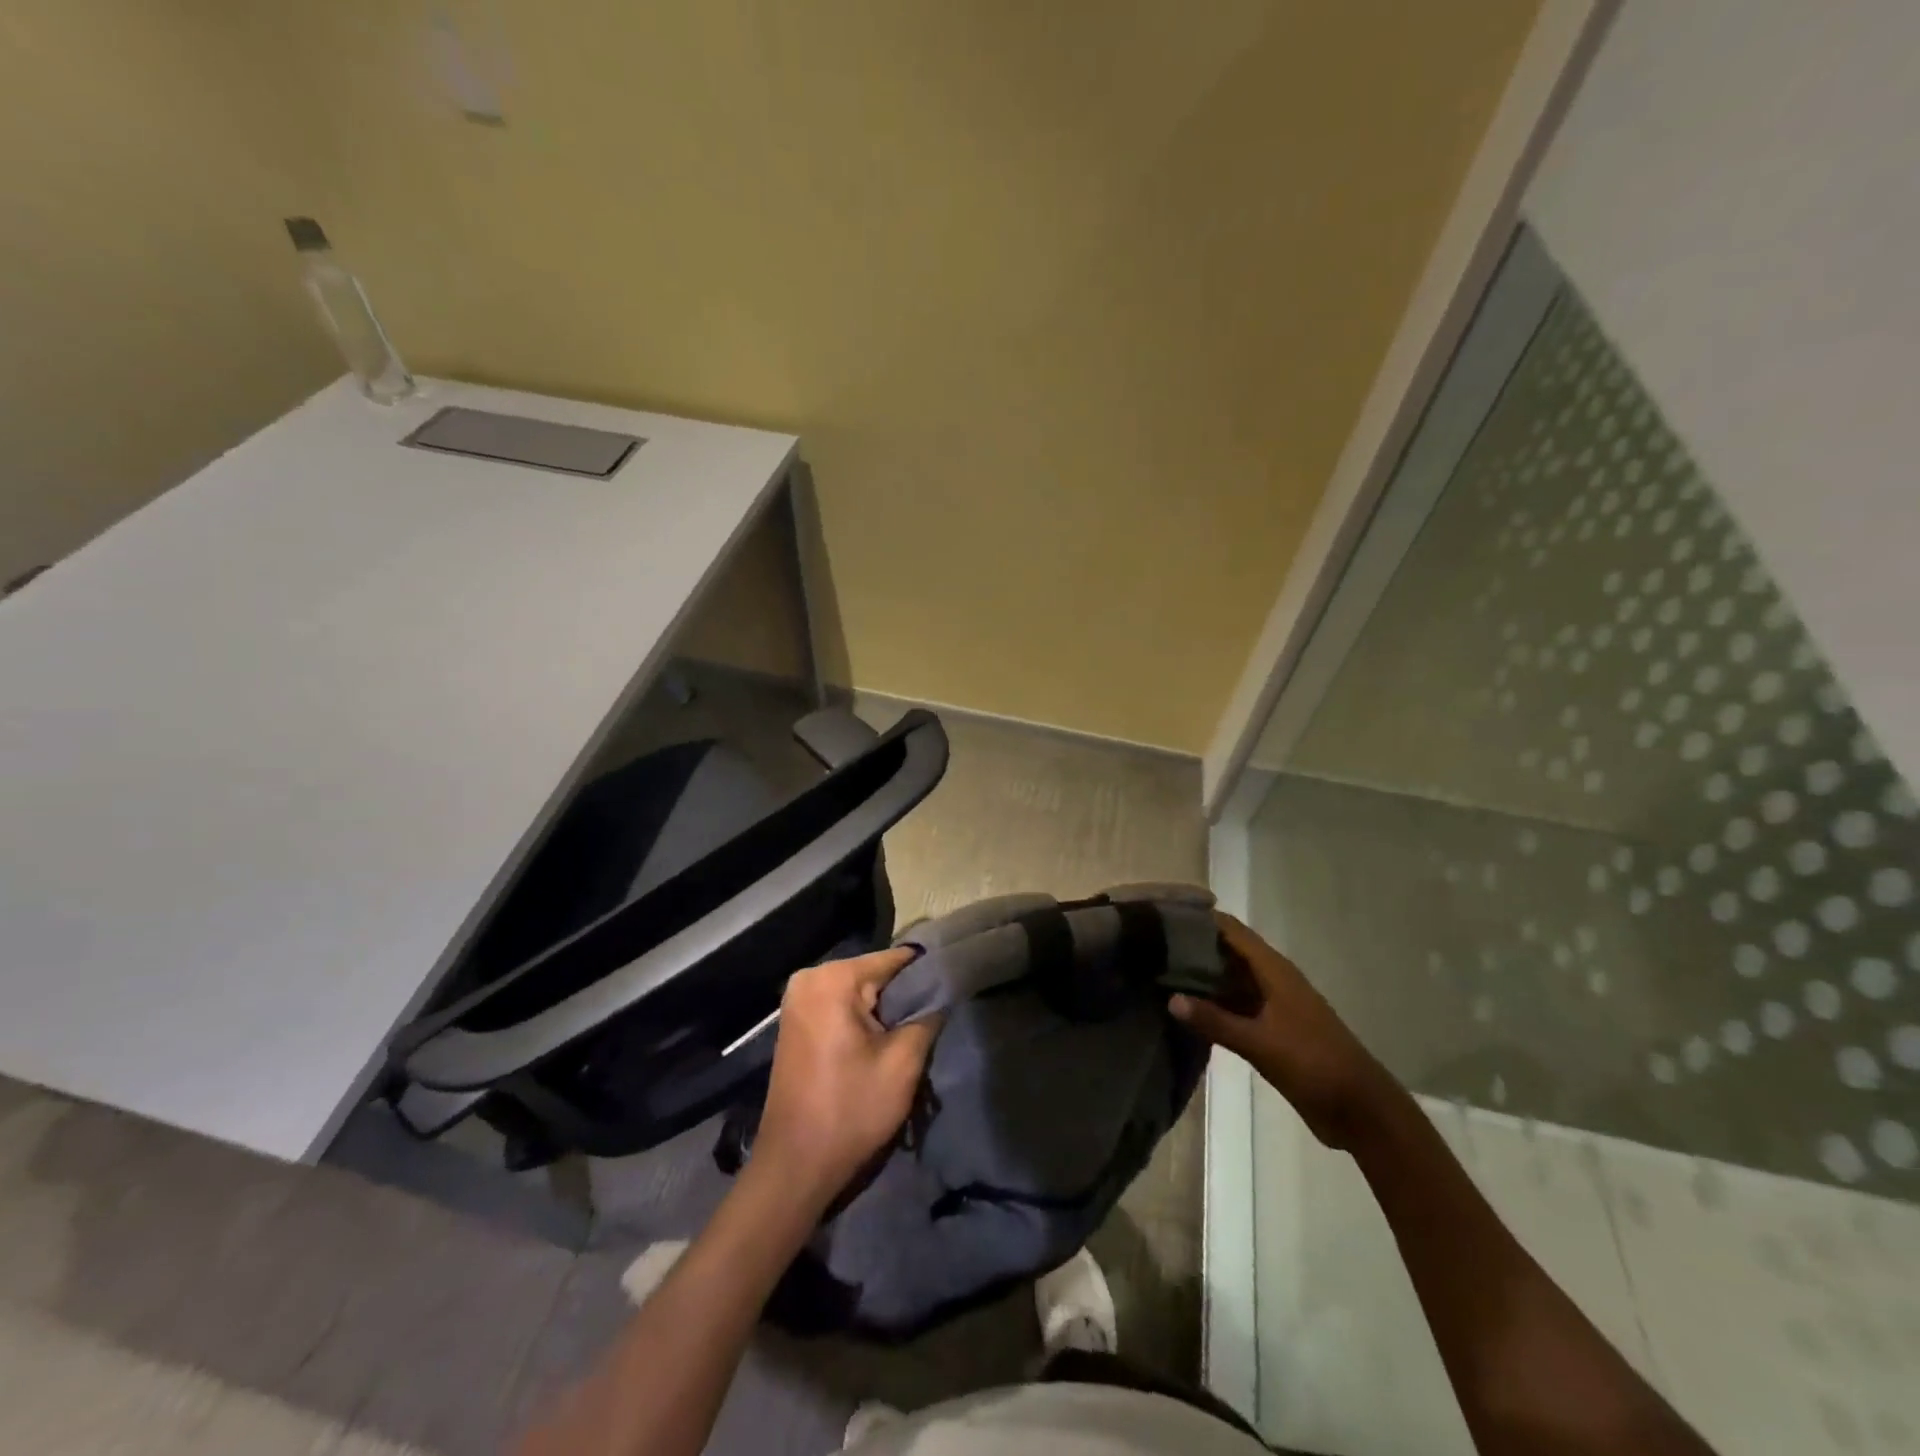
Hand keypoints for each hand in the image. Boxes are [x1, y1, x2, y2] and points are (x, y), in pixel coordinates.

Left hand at [754, 947, 939, 1206]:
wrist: (795, 1166)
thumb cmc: (850, 1111)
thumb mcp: (903, 1063)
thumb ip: (928, 1015)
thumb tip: (944, 990)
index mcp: (833, 978)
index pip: (895, 959)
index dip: (928, 974)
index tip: (953, 989)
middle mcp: (810, 977)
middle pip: (876, 973)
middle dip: (904, 996)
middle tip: (933, 1021)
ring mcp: (798, 998)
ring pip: (860, 991)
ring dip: (885, 1011)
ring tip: (911, 1035)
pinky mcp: (796, 1020)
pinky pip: (841, 1005)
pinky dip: (863, 1019)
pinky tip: (881, 1044)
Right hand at [1171, 912, 1403, 1150]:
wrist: (1360, 1110)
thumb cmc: (1313, 1064)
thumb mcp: (1260, 1042)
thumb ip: (1214, 1020)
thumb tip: (1170, 998)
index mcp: (1274, 971)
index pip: (1231, 930)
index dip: (1201, 919)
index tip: (1163, 916)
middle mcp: (1272, 980)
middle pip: (1228, 951)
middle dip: (1194, 946)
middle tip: (1151, 946)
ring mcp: (1273, 1005)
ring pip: (1230, 979)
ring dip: (1202, 976)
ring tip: (1159, 972)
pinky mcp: (1272, 1030)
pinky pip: (1235, 1005)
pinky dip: (1213, 1003)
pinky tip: (1185, 1010)